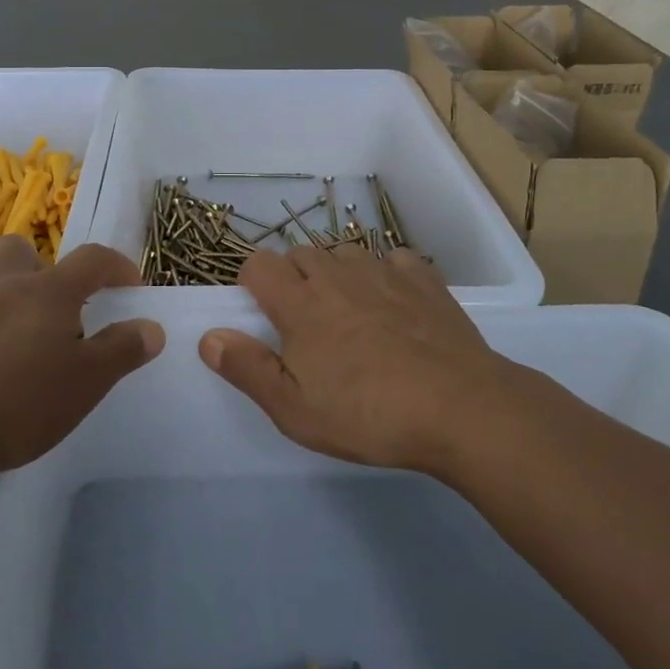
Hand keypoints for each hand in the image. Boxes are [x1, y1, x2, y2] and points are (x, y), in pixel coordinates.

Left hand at [0, 237, 163, 476]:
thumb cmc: (15, 406)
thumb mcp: (84, 385)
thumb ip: (121, 350)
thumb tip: (152, 326)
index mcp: (49, 292)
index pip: (94, 260)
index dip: (117, 266)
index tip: (129, 285)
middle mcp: (3, 278)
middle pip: (26, 249)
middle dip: (42, 271)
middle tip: (48, 310)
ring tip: (1, 305)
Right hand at [200, 244, 518, 474]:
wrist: (460, 408)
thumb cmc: (369, 415)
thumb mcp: (295, 410)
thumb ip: (248, 369)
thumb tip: (209, 337)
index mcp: (300, 303)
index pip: (259, 264)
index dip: (253, 281)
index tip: (262, 312)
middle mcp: (337, 276)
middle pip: (301, 253)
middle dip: (293, 278)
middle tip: (305, 323)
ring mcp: (384, 272)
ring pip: (345, 253)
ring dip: (338, 274)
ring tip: (350, 313)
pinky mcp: (423, 279)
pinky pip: (394, 260)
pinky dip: (386, 275)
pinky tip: (396, 305)